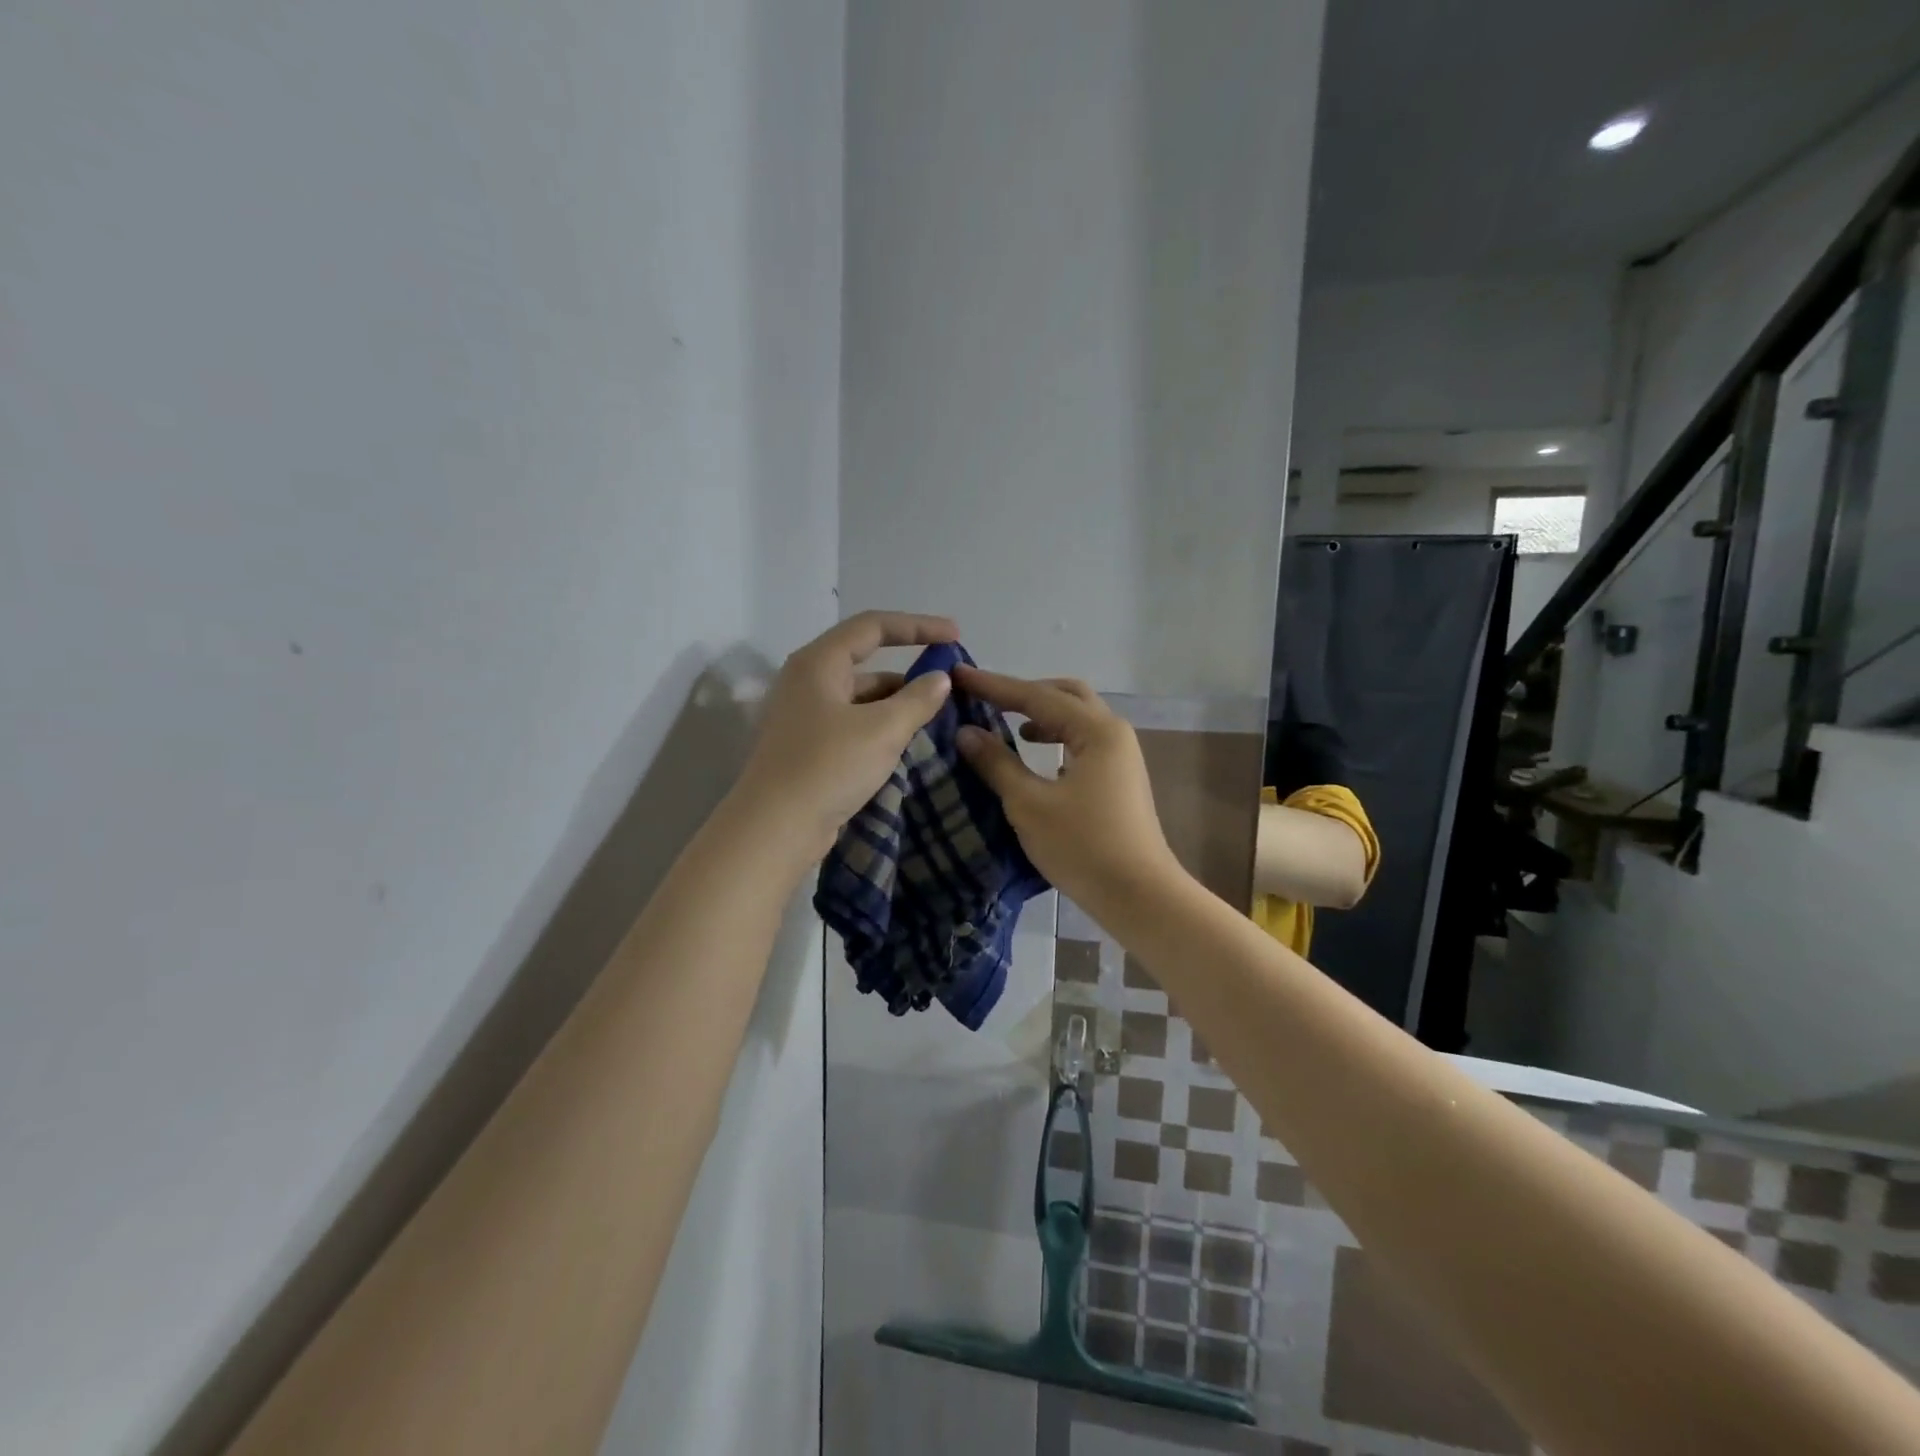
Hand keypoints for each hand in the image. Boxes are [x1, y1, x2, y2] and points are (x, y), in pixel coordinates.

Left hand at [736, 611, 958, 857]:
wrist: (775, 828)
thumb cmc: (828, 767)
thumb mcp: (883, 730)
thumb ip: (917, 700)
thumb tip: (940, 679)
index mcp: (819, 662)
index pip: (873, 626)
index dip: (917, 626)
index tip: (955, 635)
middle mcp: (807, 680)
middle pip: (865, 661)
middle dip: (908, 670)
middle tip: (947, 684)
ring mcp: (804, 714)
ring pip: (859, 696)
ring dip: (896, 701)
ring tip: (934, 716)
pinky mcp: (807, 745)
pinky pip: (852, 722)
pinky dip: (880, 724)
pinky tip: (904, 741)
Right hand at [951, 667, 1181, 914]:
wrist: (1140, 896)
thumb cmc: (1083, 847)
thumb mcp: (1029, 804)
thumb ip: (996, 763)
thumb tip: (966, 732)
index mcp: (1096, 730)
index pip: (1036, 696)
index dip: (993, 686)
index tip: (958, 675)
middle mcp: (1113, 733)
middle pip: (1064, 695)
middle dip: (1023, 692)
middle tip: (985, 697)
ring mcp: (1120, 756)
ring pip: (1076, 718)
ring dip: (1041, 714)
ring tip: (1005, 724)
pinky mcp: (1119, 778)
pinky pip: (1082, 741)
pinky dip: (1056, 737)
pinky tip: (1035, 755)